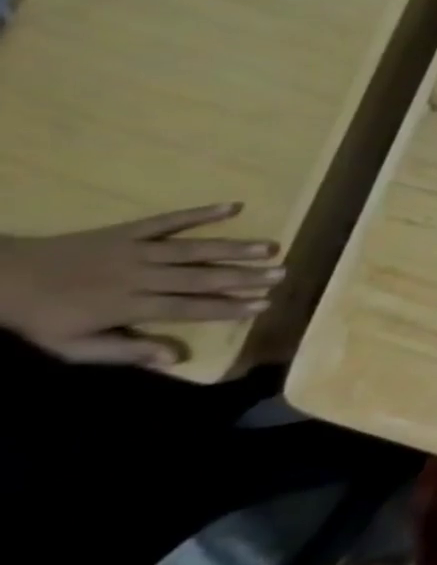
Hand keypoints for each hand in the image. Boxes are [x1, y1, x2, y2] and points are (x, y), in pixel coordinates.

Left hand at [0, 203, 281, 367]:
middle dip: (243, 276)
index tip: (263, 304)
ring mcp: (136, 250)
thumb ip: (126, 350)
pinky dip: (201, 212)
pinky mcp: (130, 231)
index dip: (228, 306)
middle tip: (281, 273)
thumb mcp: (72, 347)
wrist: (0, 277)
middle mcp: (140, 276)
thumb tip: (176, 357)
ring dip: (233, 247)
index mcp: (128, 305)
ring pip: (193, 249)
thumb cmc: (42, 318)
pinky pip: (169, 220)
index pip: (188, 307)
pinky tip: (232, 206)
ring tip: (270, 247)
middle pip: (199, 277)